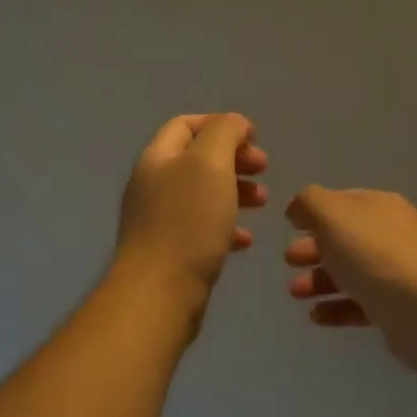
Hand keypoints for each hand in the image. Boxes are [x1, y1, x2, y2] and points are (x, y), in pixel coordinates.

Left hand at [115, 114, 268, 298]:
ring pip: (201, 194)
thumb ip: (224, 134)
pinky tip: (244, 241)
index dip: (221, 124)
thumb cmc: (187, 222)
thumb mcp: (209, 164)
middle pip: (196, 159)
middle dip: (233, 159)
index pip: (186, 125)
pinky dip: (225, 226)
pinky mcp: (168, 251)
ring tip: (263, 202)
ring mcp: (158, 219)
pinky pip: (200, 228)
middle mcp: (152, 184)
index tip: (254, 139)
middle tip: (263, 169)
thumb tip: (234, 123)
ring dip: (235, 191)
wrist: (158, 293)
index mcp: (157, 157)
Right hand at [284, 186, 416, 373]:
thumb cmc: (375, 255)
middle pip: (343, 239)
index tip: (289, 227)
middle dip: (312, 249)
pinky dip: (335, 307)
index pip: (341, 202)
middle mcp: (390, 235)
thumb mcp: (333, 215)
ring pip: (349, 273)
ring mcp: (396, 273)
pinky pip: (359, 305)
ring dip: (318, 280)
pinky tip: (316, 316)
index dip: (313, 212)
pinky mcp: (397, 309)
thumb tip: (298, 208)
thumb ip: (309, 203)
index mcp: (378, 207)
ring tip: (295, 293)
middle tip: (289, 261)